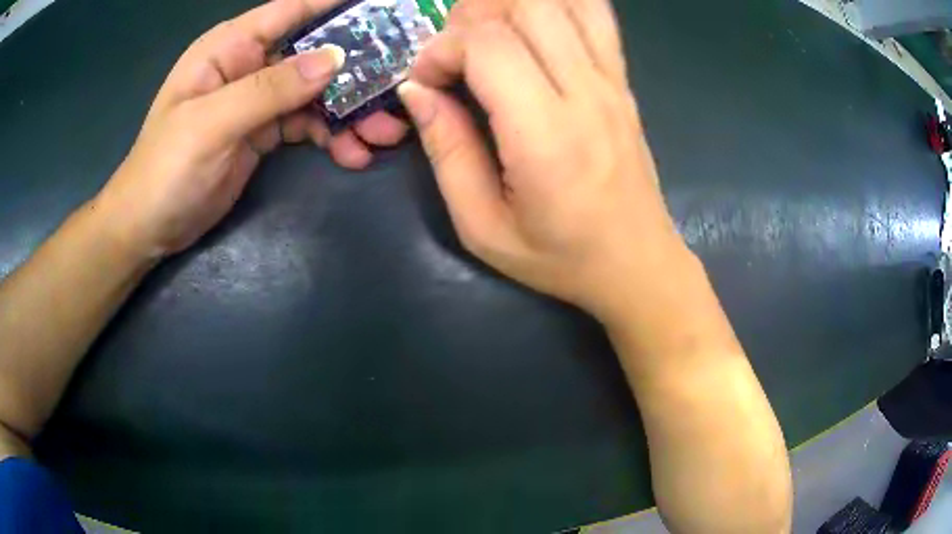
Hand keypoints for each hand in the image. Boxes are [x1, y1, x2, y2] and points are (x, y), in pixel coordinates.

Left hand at [98, 0, 407, 257]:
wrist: (148, 227)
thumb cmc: (165, 170)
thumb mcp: (212, 125)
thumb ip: (270, 89)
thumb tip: (334, 58)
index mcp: (230, 48)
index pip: (291, 10)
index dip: (336, 5)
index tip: (385, 9)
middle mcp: (249, 65)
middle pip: (313, 53)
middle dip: (356, 71)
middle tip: (397, 90)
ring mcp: (258, 100)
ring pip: (316, 92)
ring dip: (350, 112)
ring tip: (383, 136)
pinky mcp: (263, 132)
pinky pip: (307, 124)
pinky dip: (331, 137)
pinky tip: (352, 154)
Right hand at [399, 0, 689, 322]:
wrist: (637, 263)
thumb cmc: (560, 257)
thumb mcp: (483, 227)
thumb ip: (446, 151)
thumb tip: (417, 91)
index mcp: (546, 135)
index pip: (488, 44)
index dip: (442, 49)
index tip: (426, 82)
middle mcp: (585, 93)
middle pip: (525, 8)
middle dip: (472, 17)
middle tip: (455, 53)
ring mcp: (612, 81)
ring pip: (562, 2)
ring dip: (512, 6)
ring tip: (488, 35)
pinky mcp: (623, 81)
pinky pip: (596, 15)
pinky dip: (559, 5)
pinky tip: (533, 24)